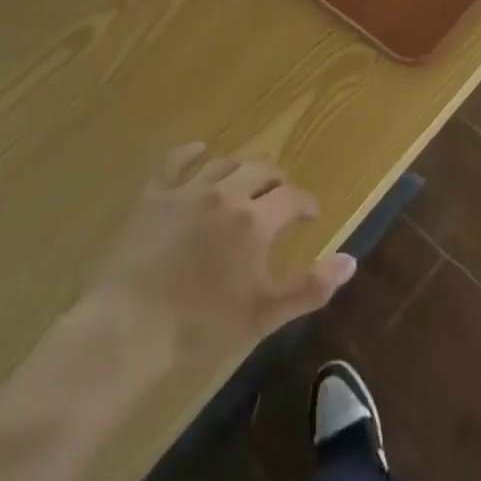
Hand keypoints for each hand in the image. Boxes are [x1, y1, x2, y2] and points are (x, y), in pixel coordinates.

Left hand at [85, 144, 355, 367]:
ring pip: (224, 163)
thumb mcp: (264, 314)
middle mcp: (226, 193)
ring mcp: (187, 190)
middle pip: (261, 171)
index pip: (293, 197)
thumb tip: (351, 260)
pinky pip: (176, 161)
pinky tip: (199, 152)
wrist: (129, 328)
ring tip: (246, 181)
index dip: (306, 203)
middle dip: (277, 181)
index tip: (311, 215)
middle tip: (280, 196)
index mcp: (255, 220)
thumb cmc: (201, 326)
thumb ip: (310, 287)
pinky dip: (192, 153)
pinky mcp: (154, 195)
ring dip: (242, 169)